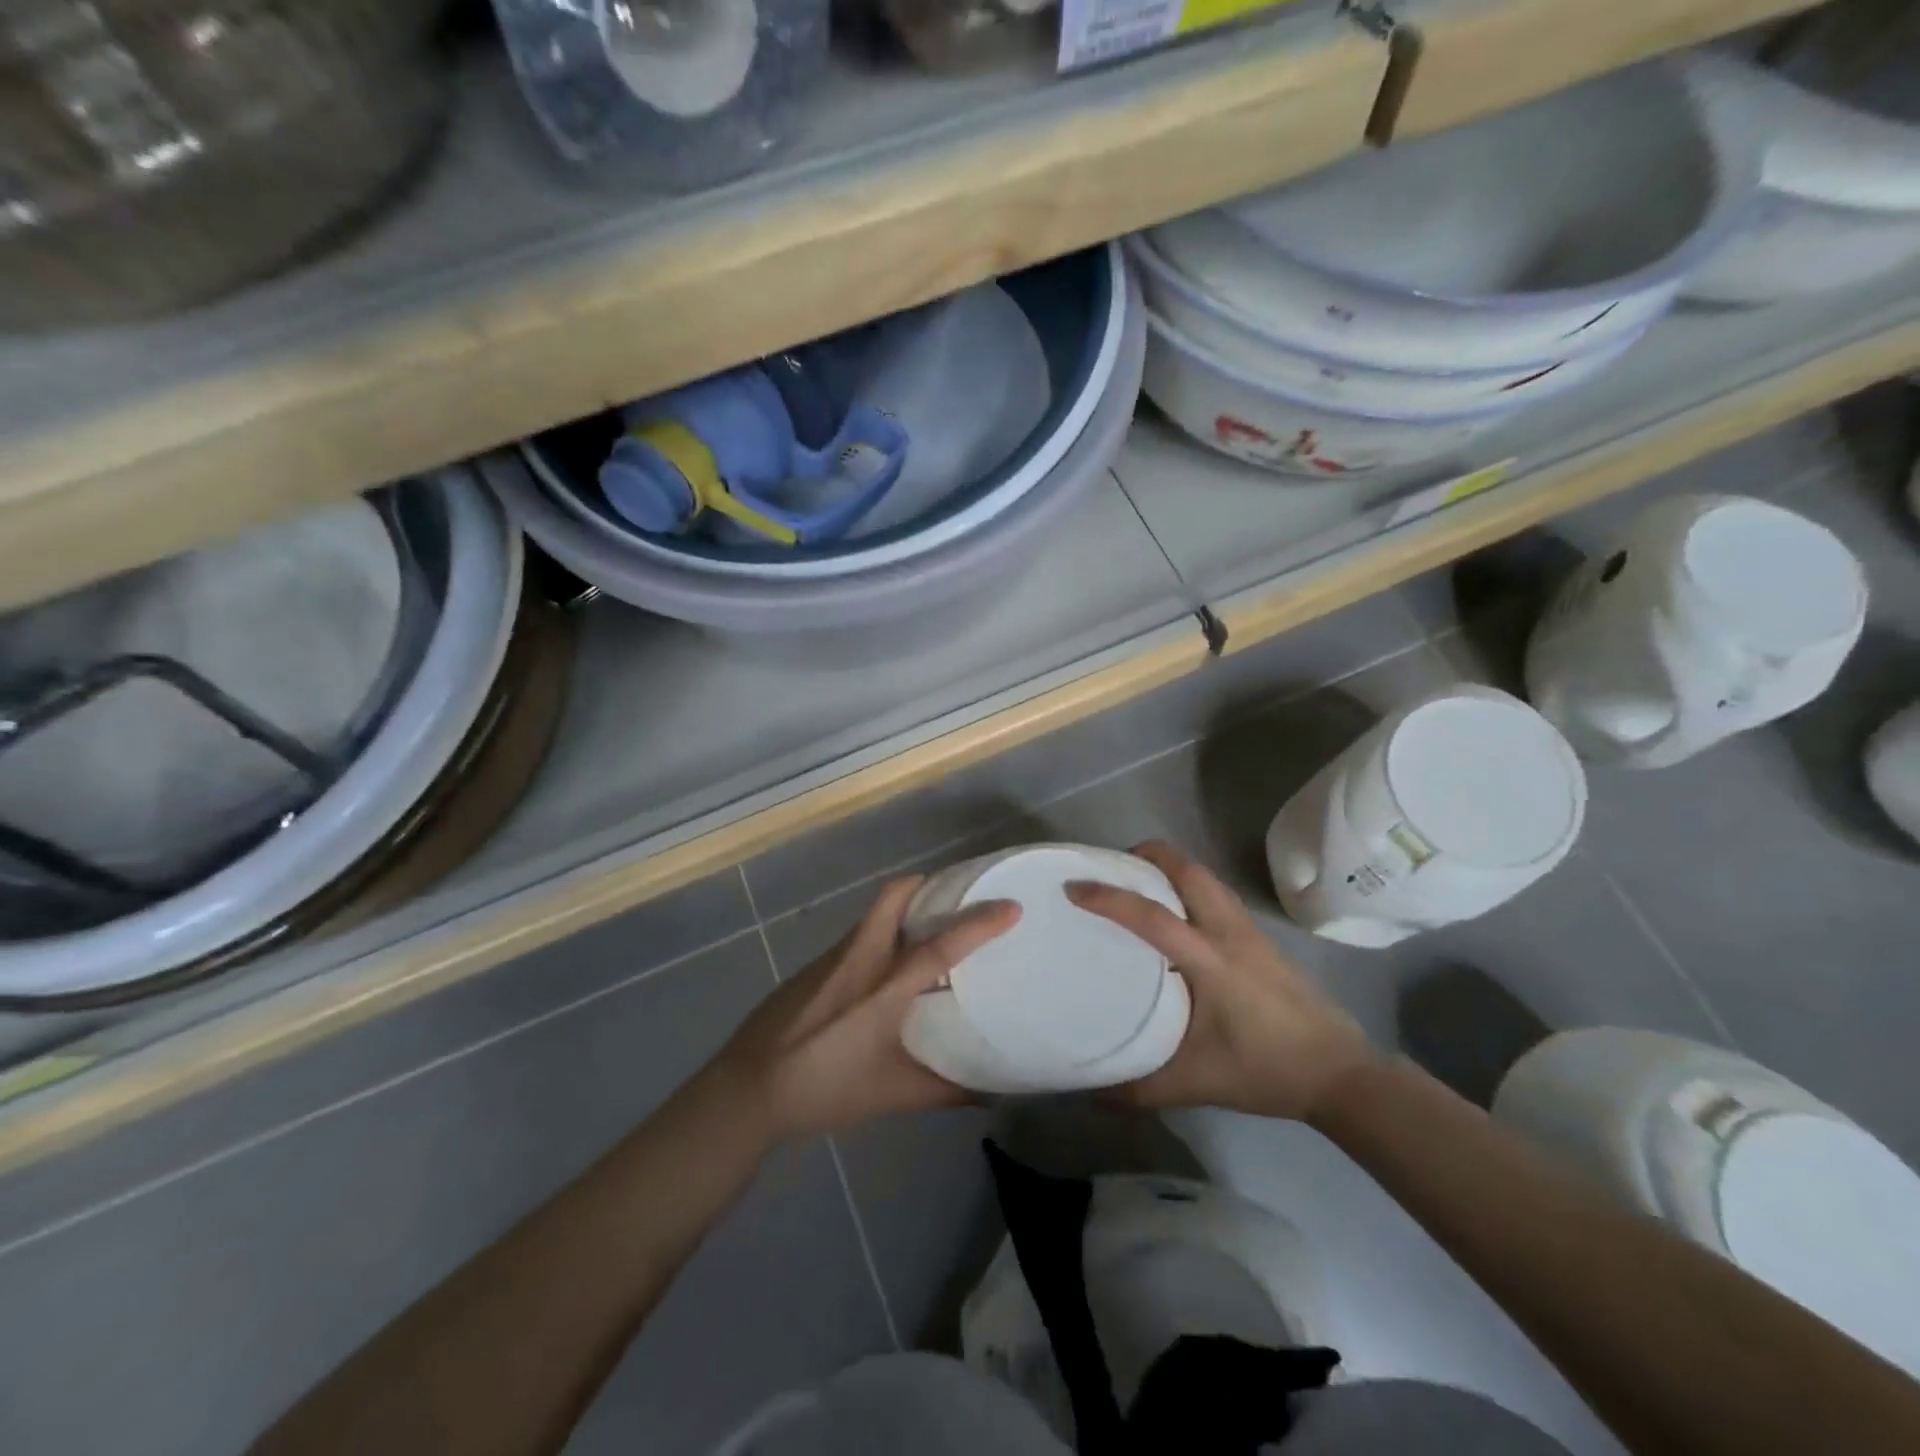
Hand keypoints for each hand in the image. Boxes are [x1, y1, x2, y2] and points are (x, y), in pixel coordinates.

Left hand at [713, 876, 1019, 1139]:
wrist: (747, 1090)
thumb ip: (943, 1091)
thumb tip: (990, 1093)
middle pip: (893, 897)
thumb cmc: (823, 1090)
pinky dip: (881, 936)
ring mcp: (831, 959)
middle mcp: (859, 959)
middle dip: (927, 885)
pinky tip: (886, 970)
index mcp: (884, 988)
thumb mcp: (890, 1095)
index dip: (978, 924)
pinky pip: (857, 937)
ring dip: (905, 910)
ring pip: (874, 915)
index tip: (1010, 906)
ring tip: (931, 931)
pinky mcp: (812, 967)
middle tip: (957, 896)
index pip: (940, 946)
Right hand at [1067, 840, 1376, 1120]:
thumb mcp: (1196, 1084)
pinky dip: (1189, 885)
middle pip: (1189, 870)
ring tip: (1139, 882)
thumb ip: (1139, 1086)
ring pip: (1206, 877)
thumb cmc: (1267, 1071)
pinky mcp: (1261, 938)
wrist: (1341, 1073)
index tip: (1074, 888)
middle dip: (1149, 856)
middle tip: (1112, 866)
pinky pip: (1217, 893)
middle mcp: (1230, 933)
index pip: (1153, 917)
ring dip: (1171, 867)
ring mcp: (1249, 931)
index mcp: (1211, 962)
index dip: (1110, 898)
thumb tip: (1088, 1090)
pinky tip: (1176, 912)